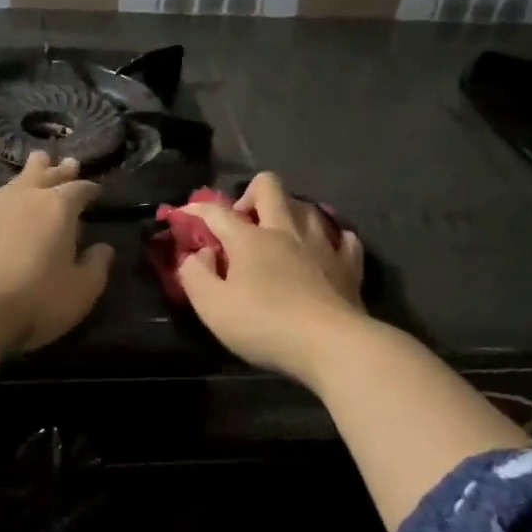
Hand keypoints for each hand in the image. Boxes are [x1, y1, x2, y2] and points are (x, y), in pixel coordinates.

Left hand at [0, 152, 114, 356]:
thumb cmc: (30, 302)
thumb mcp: (79, 293)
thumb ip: (95, 268)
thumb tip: (104, 248)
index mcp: (58, 210)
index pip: (79, 191)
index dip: (89, 189)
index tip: (96, 189)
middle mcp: (23, 197)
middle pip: (45, 176)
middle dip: (59, 170)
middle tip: (68, 162)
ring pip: (9, 181)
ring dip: (24, 173)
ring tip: (35, 161)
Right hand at [178, 172, 366, 384]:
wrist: (331, 345)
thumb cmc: (265, 325)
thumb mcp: (213, 307)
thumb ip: (195, 275)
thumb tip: (199, 253)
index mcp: (249, 238)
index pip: (217, 211)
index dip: (195, 209)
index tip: (182, 215)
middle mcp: (286, 230)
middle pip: (269, 187)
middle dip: (250, 194)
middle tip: (242, 223)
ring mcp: (322, 243)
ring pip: (307, 206)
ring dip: (290, 213)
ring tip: (281, 235)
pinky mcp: (349, 264)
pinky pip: (343, 236)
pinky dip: (330, 238)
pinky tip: (324, 250)